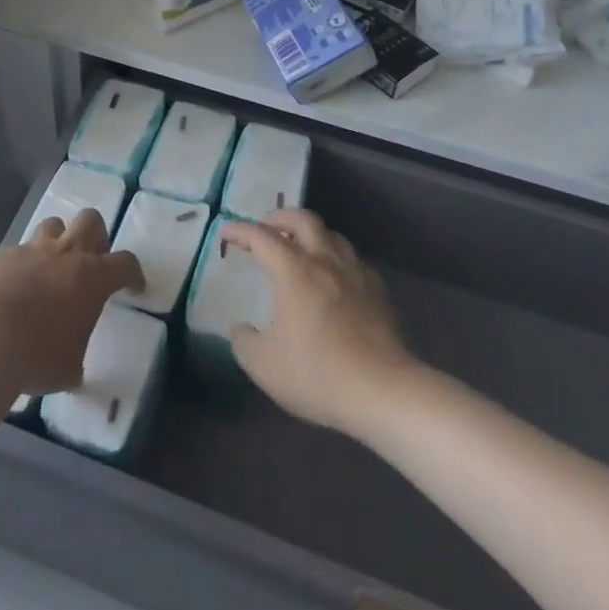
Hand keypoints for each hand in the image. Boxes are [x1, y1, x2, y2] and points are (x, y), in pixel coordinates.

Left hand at [0, 210, 143, 394]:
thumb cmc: (37, 356)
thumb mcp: (67, 369)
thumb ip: (75, 361)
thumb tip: (70, 369)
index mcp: (92, 278)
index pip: (126, 264)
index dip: (133, 274)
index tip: (133, 288)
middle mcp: (65, 255)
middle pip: (90, 220)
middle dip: (96, 235)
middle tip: (91, 261)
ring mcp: (30, 250)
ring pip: (53, 225)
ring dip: (57, 241)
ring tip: (51, 267)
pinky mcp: (0, 255)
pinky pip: (17, 251)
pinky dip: (20, 265)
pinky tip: (11, 288)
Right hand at [224, 211, 415, 436]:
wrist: (382, 392)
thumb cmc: (316, 374)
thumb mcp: (262, 364)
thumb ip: (243, 340)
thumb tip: (242, 329)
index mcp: (294, 271)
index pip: (261, 237)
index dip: (240, 230)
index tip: (226, 232)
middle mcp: (325, 262)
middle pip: (303, 220)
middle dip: (280, 217)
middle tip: (265, 227)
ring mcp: (356, 274)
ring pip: (333, 236)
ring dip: (311, 234)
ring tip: (300, 249)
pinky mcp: (379, 292)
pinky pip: (353, 261)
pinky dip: (336, 259)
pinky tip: (334, 278)